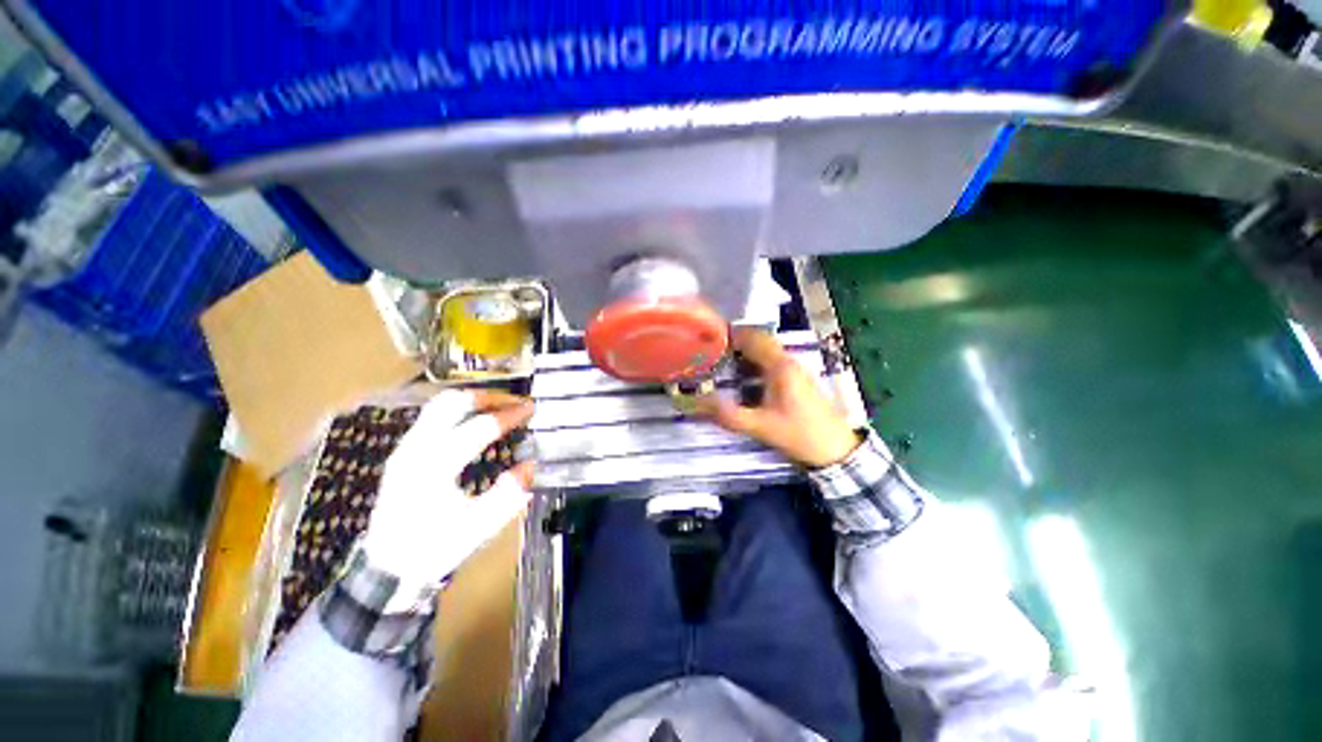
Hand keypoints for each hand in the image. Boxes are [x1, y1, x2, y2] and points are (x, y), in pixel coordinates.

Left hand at [360, 390, 534, 589]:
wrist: (387, 568)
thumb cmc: (434, 548)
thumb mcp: (478, 527)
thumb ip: (508, 495)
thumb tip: (529, 465)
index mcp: (435, 467)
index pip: (478, 427)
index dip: (509, 415)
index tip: (531, 409)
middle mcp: (416, 449)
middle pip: (451, 403)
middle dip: (488, 396)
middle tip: (514, 401)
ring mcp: (406, 448)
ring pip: (439, 405)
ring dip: (473, 401)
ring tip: (500, 407)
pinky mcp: (404, 453)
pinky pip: (433, 417)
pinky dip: (460, 411)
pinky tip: (476, 421)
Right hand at [697, 328, 859, 468]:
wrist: (836, 450)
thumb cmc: (800, 434)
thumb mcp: (761, 427)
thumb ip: (728, 415)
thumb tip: (696, 404)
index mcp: (780, 366)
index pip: (753, 338)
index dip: (730, 335)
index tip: (708, 340)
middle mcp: (788, 361)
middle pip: (759, 341)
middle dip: (735, 343)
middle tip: (711, 353)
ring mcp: (795, 370)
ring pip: (766, 351)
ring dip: (745, 353)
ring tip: (721, 364)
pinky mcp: (797, 380)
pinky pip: (772, 362)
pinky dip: (754, 364)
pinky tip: (742, 379)